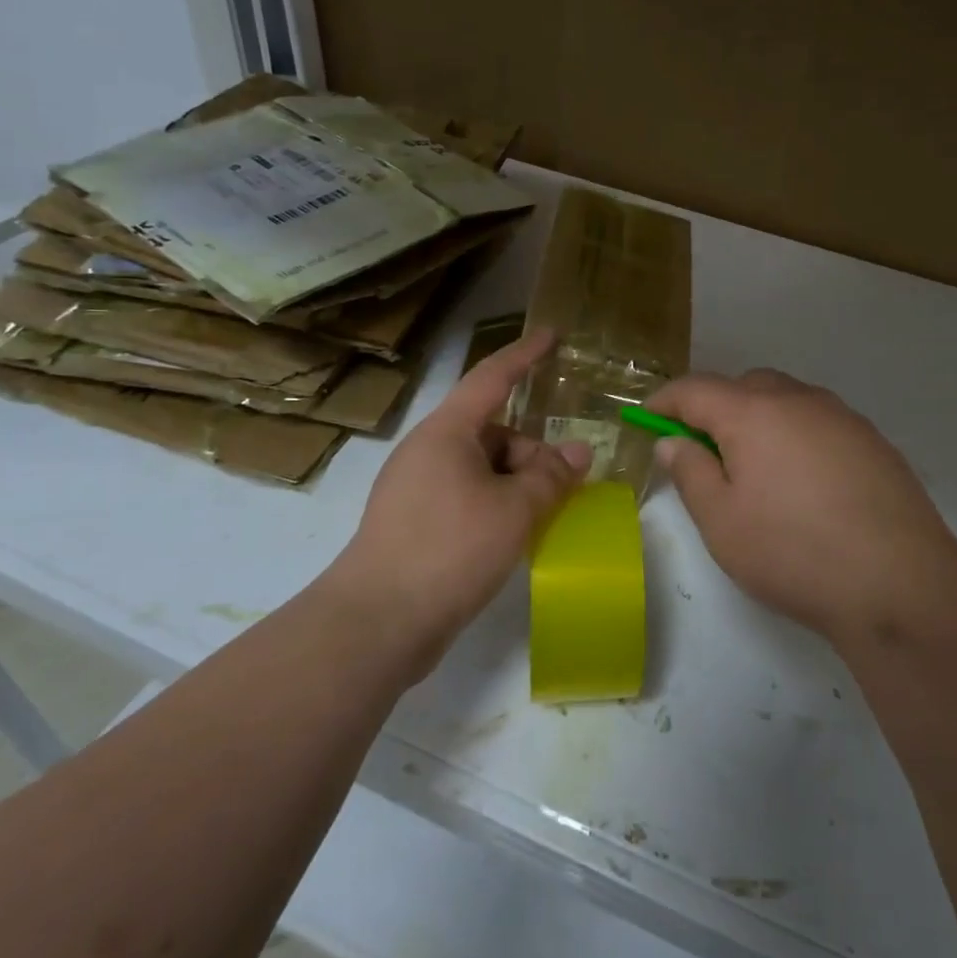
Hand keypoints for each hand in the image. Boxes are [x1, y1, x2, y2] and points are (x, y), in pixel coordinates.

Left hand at [337, 328, 591, 667]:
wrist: (378, 622)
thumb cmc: (450, 549)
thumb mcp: (515, 511)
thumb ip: (551, 477)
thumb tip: (579, 452)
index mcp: (447, 432)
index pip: (492, 377)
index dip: (525, 354)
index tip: (552, 334)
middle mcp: (429, 451)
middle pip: (493, 432)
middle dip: (532, 454)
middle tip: (563, 490)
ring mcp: (418, 488)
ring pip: (483, 468)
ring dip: (517, 485)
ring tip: (540, 521)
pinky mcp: (415, 522)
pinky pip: (467, 496)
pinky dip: (497, 506)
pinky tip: (514, 537)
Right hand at [647, 369, 956, 646]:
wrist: (900, 584)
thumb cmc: (793, 552)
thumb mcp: (722, 521)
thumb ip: (690, 472)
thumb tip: (673, 441)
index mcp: (753, 412)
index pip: (695, 389)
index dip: (665, 400)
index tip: (646, 418)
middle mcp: (799, 400)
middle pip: (744, 386)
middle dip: (715, 408)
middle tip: (703, 451)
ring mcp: (842, 417)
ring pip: (786, 400)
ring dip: (759, 419)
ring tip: (755, 469)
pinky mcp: (873, 441)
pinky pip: (819, 422)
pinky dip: (796, 435)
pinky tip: (804, 483)